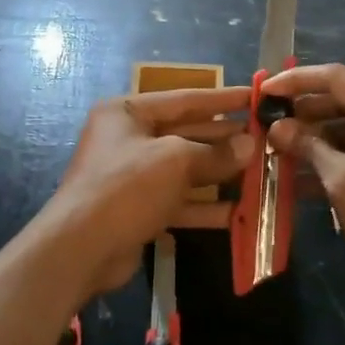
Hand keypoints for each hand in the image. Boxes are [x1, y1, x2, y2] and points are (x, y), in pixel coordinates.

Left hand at [42, 85, 253, 295]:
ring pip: (184, 169)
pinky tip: (238, 211)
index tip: (254, 97)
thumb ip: (214, 153)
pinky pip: (178, 200)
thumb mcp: (175, 161)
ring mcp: (133, 176)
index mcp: (127, 113)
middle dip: (223, 138)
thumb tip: (249, 145)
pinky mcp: (139, 209)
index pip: (183, 99)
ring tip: (259, 173)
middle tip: (263, 138)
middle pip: (185, 133)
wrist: (81, 248)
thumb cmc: (127, 186)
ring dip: (219, 173)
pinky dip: (205, 206)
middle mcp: (128, 139)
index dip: (221, 98)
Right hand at [263, 63, 344, 304]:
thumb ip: (310, 149)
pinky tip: (301, 185)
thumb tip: (278, 127)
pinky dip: (333, 164)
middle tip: (265, 128)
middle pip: (341, 102)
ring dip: (314, 143)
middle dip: (302, 115)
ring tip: (276, 157)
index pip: (335, 78)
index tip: (262, 93)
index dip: (295, 81)